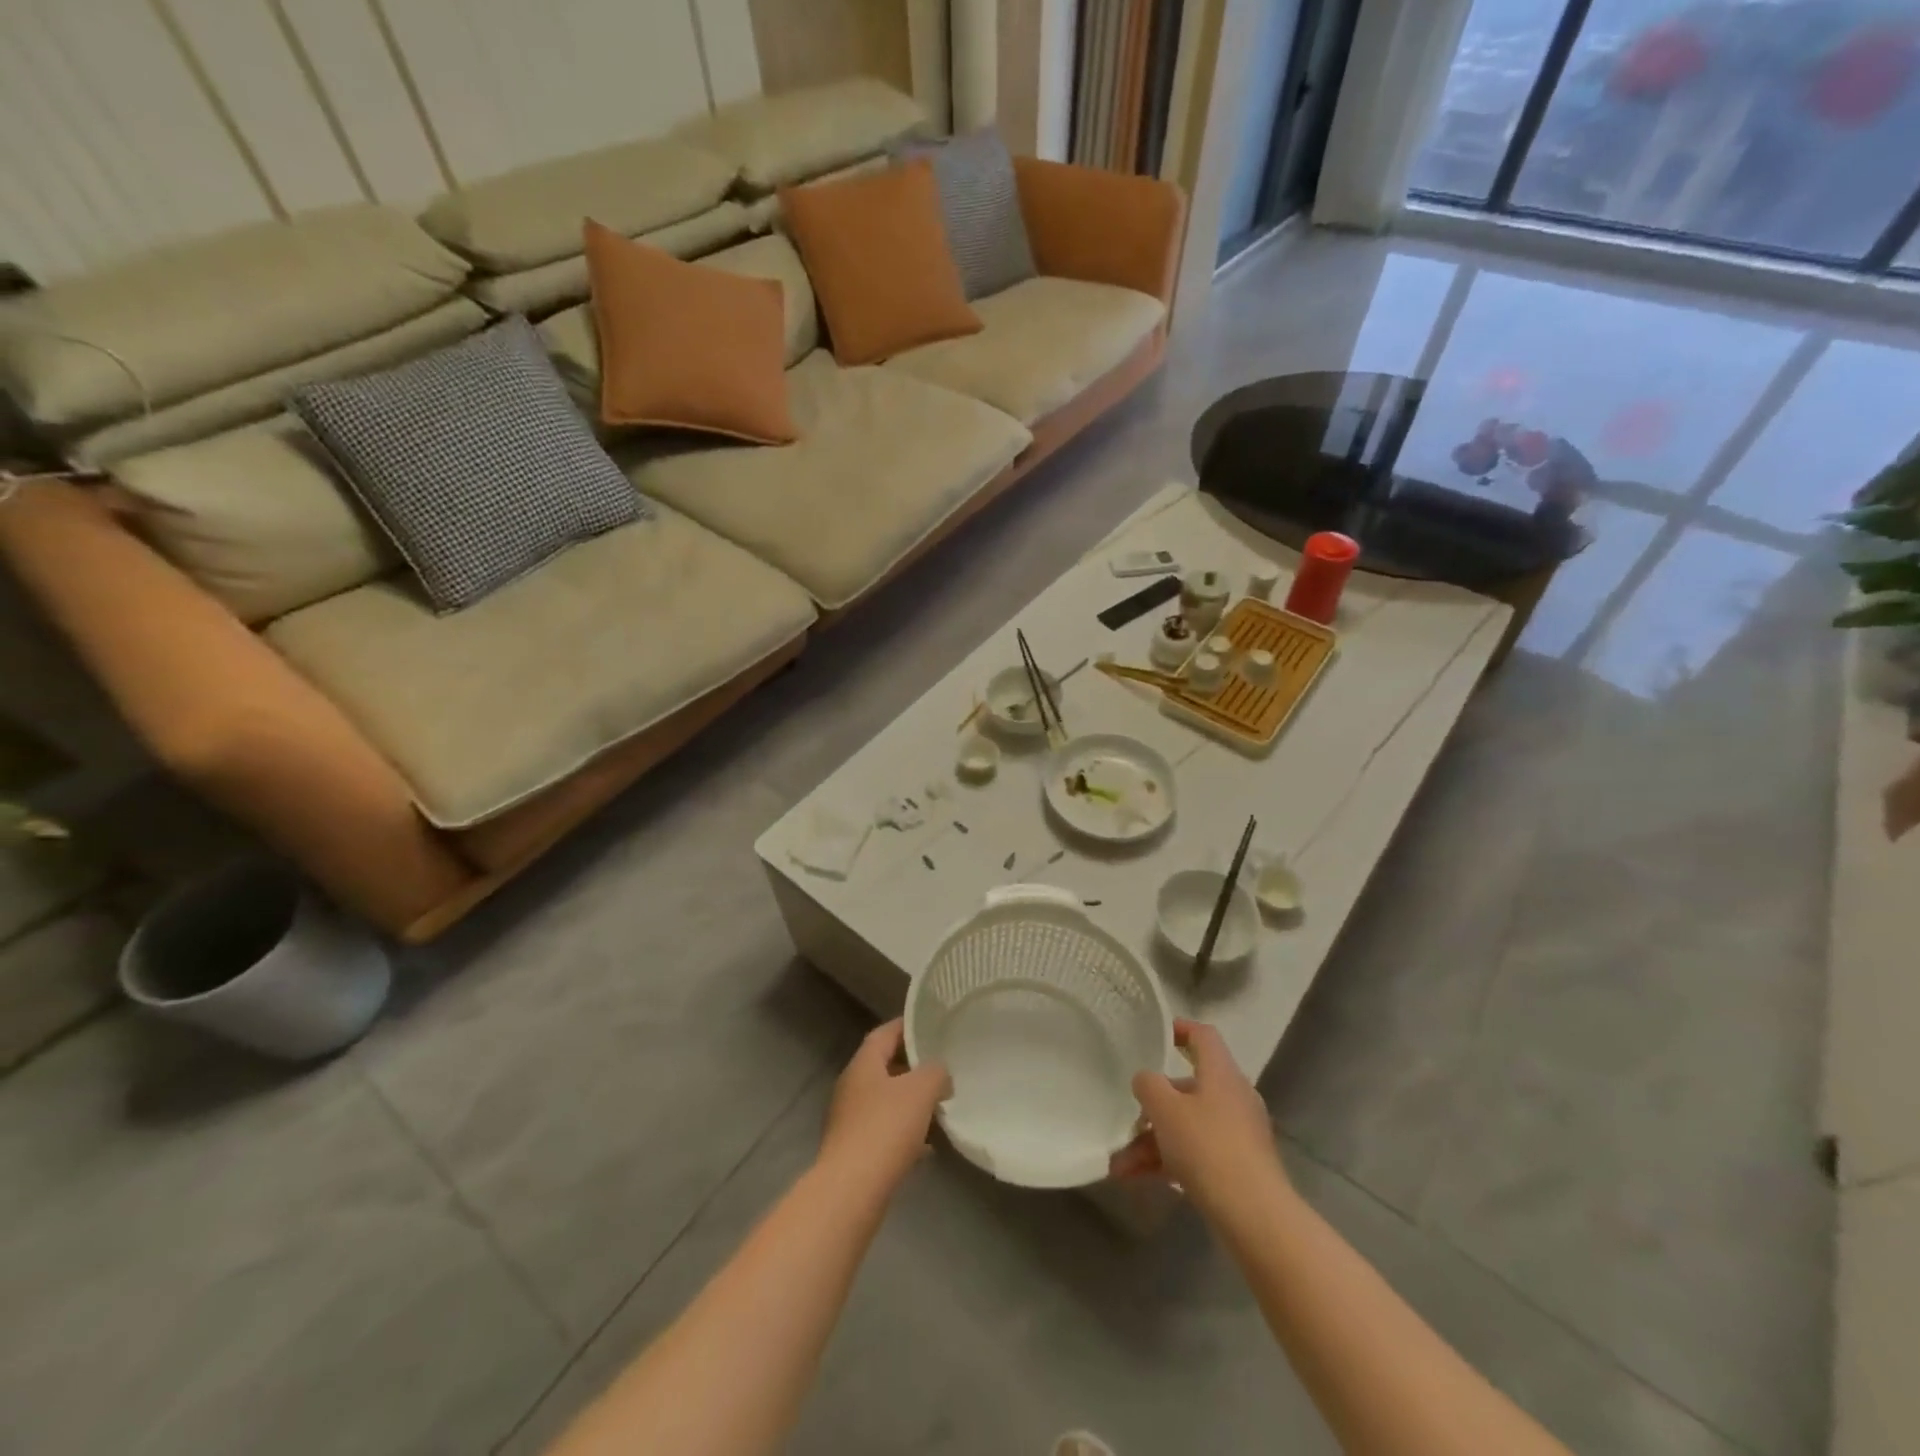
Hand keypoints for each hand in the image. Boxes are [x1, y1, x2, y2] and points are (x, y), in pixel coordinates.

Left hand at [819, 1020, 951, 1194]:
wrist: (851, 1191)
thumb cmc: (885, 1128)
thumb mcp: (921, 1090)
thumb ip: (936, 1072)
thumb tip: (940, 1074)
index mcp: (863, 1065)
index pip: (885, 1033)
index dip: (907, 1027)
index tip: (930, 1027)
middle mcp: (851, 1087)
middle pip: (885, 1067)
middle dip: (913, 1068)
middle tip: (942, 1069)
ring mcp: (850, 1121)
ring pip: (885, 1102)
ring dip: (910, 1103)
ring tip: (939, 1108)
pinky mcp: (854, 1152)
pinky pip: (884, 1132)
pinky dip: (905, 1134)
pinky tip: (927, 1148)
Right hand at [1110, 1019, 1288, 1220]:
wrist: (1255, 1217)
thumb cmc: (1207, 1147)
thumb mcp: (1165, 1108)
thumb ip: (1148, 1085)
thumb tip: (1146, 1080)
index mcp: (1221, 1073)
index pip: (1203, 1036)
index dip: (1180, 1029)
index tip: (1156, 1035)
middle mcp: (1233, 1096)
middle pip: (1189, 1087)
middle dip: (1153, 1104)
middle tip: (1127, 1117)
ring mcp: (1238, 1133)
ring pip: (1187, 1125)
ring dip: (1152, 1141)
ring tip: (1119, 1164)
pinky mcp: (1237, 1167)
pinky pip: (1196, 1153)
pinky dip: (1168, 1162)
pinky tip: (1135, 1179)